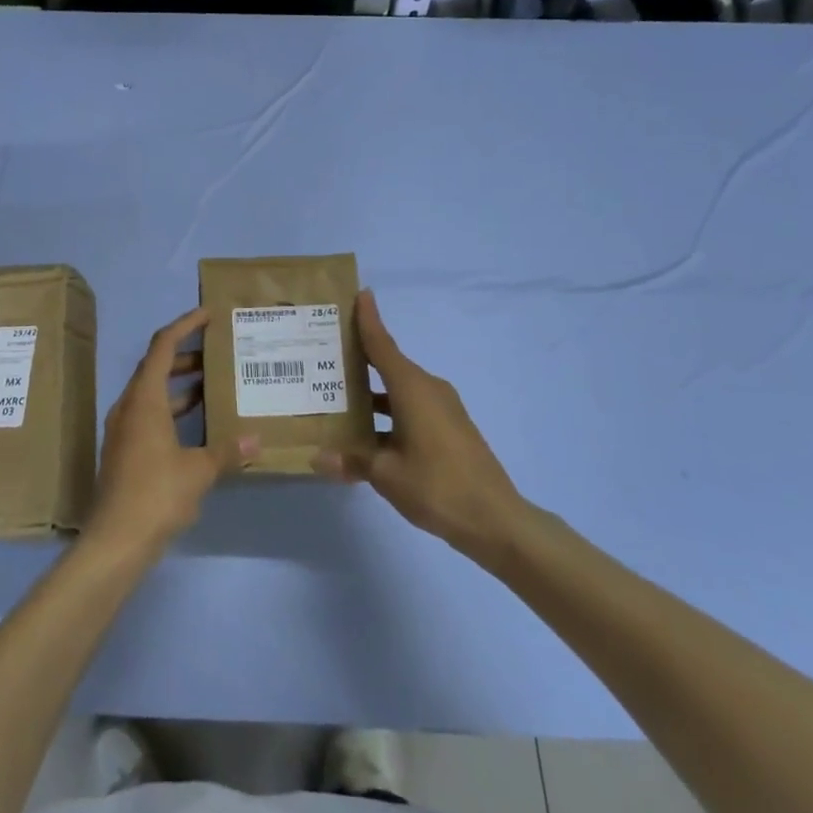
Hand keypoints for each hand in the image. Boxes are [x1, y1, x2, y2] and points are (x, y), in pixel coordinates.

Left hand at [85, 308, 248, 555]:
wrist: (116, 540)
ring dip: (180, 385)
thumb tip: (256, 441)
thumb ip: (227, 451)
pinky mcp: (125, 451)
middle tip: (218, 351)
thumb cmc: (157, 494)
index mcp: (144, 399)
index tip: (208, 314)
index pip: (163, 347)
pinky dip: (174, 410)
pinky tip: (198, 425)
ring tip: (214, 382)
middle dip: (186, 355)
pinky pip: (150, 415)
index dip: (185, 325)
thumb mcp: (199, 470)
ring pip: (153, 393)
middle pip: (155, 367)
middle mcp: (129, 407)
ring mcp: (124, 430)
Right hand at [313, 290, 524, 558]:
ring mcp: (442, 409)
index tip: (359, 293)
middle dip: (360, 357)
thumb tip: (317, 458)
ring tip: (336, 394)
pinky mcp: (449, 428)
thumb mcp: (386, 475)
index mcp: (412, 388)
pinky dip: (388, 411)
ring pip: (399, 389)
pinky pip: (411, 407)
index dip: (368, 319)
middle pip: (389, 363)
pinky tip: (367, 432)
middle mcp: (428, 389)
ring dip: (372, 391)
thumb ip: (351, 461)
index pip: (383, 344)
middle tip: (326, 350)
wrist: (495, 519)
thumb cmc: (437, 486)